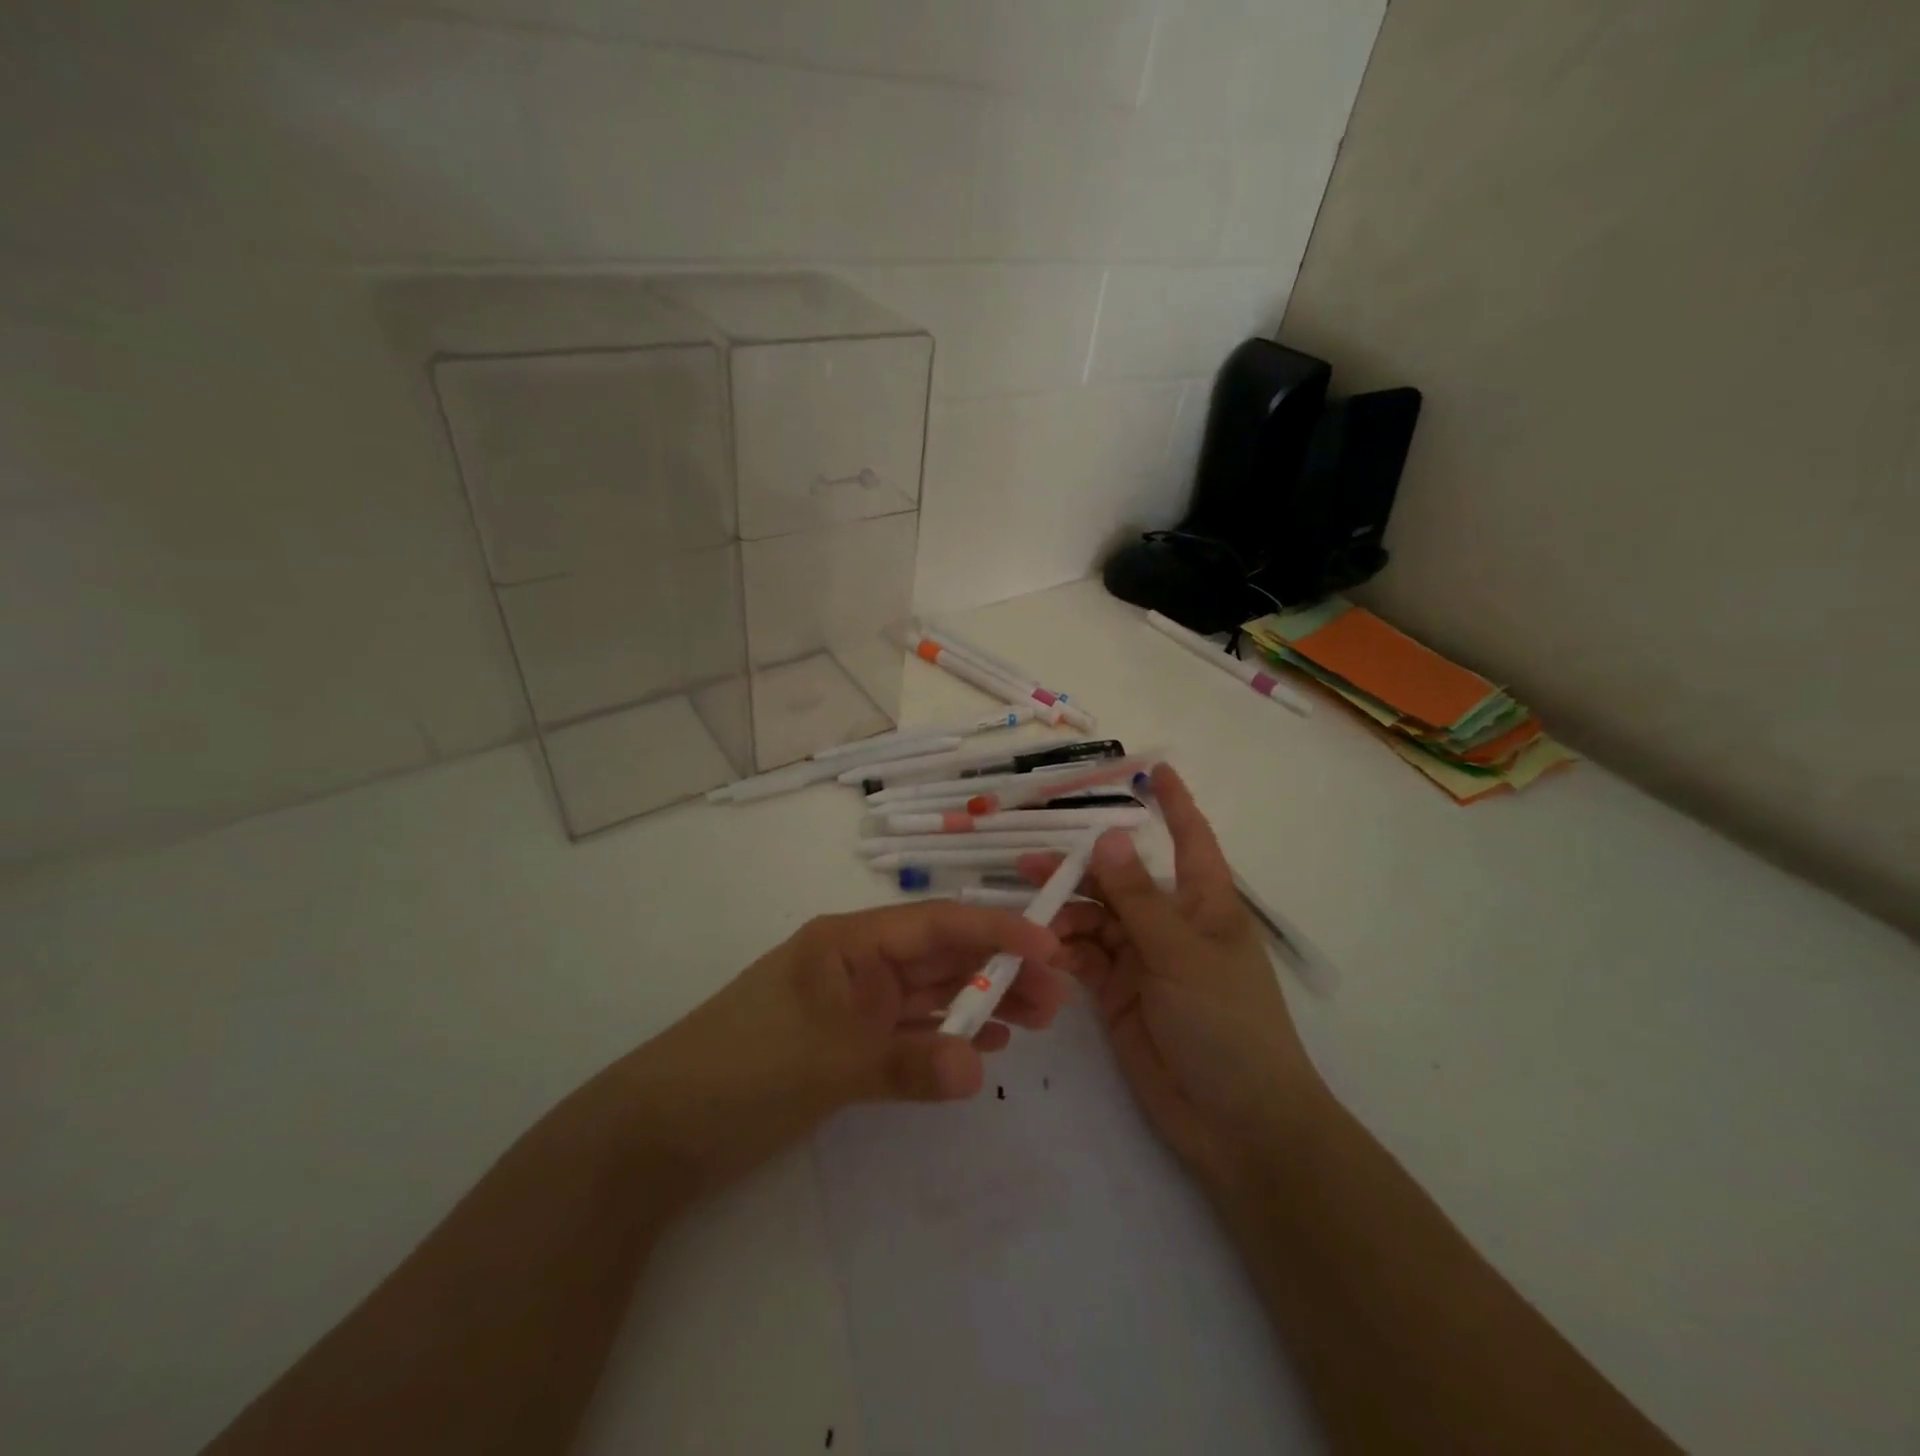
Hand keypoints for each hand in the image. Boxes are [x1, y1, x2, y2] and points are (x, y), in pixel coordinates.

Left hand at [616, 901, 1069, 1199]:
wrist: (658, 1130)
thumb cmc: (742, 1068)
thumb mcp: (828, 1061)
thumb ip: (907, 1063)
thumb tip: (979, 1069)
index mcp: (849, 941)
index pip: (936, 924)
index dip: (996, 929)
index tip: (1051, 946)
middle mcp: (857, 964)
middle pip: (941, 958)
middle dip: (1000, 969)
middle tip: (1060, 997)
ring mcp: (853, 1007)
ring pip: (931, 995)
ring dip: (982, 1003)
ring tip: (1037, 1020)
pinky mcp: (848, 1047)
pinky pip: (911, 1033)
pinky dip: (947, 1037)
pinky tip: (985, 1046)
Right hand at [1040, 764, 1325, 1188]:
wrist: (1236, 1123)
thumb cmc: (1228, 1024)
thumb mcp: (1182, 954)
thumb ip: (1138, 899)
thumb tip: (1110, 837)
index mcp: (1204, 904)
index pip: (1189, 840)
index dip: (1174, 804)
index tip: (1153, 770)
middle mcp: (1170, 924)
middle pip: (1120, 881)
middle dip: (1081, 868)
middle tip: (1028, 863)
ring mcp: (1142, 960)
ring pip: (1094, 919)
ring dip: (1062, 913)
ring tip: (1025, 911)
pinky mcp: (1117, 994)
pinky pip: (1083, 959)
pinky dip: (1061, 951)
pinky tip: (1039, 949)